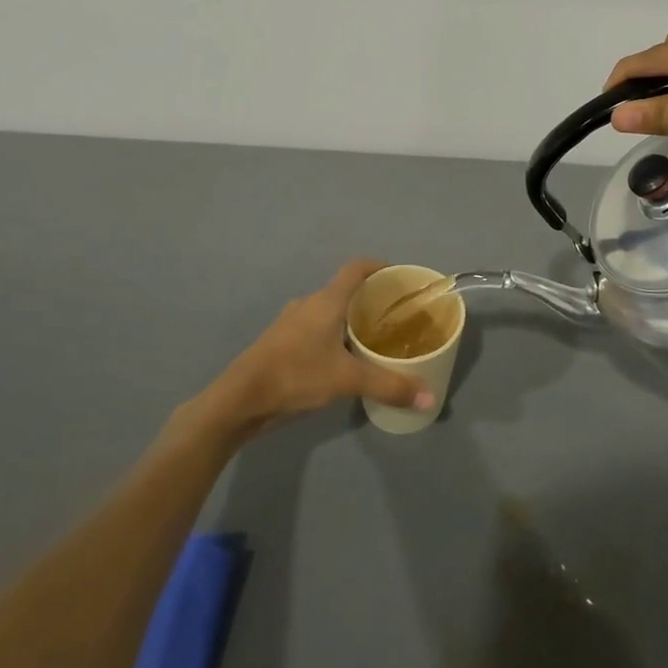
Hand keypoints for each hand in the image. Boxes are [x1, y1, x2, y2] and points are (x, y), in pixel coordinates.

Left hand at [195, 260, 434, 440]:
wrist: (238, 400)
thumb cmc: (294, 376)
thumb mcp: (346, 381)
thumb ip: (389, 386)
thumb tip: (429, 398)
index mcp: (326, 301)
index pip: (356, 268)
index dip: (379, 267)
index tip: (399, 277)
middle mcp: (308, 305)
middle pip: (344, 290)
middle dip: (370, 299)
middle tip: (395, 315)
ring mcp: (291, 324)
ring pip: (328, 312)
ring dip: (350, 320)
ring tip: (374, 339)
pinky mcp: (281, 343)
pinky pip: (315, 329)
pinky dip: (334, 336)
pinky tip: (343, 360)